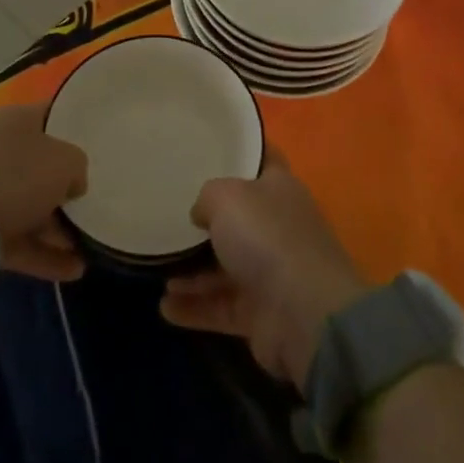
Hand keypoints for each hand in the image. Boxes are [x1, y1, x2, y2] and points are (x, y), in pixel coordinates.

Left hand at [0, 103, 89, 281]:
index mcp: (18, 120)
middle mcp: (2, 150)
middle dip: (68, 187)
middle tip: (96, 202)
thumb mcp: (65, 161)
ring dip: (60, 227)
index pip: (53, 115)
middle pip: (43, 165)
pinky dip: (45, 254)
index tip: (100, 144)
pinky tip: (74, 269)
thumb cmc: (15, 174)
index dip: (77, 127)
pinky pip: (21, 239)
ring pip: (33, 206)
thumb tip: (72, 183)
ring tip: (92, 245)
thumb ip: (78, 167)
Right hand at [160, 147, 368, 384]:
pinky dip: (195, 306)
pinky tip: (166, 308)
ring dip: (193, 272)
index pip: (263, 159)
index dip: (241, 151)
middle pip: (240, 217)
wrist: (303, 314)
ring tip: (160, 271)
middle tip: (172, 216)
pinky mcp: (261, 313)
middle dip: (209, 220)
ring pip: (226, 266)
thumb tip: (201, 213)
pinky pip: (221, 305)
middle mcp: (278, 226)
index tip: (211, 148)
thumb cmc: (266, 236)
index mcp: (279, 188)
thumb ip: (207, 196)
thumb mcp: (226, 197)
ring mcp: (271, 272)